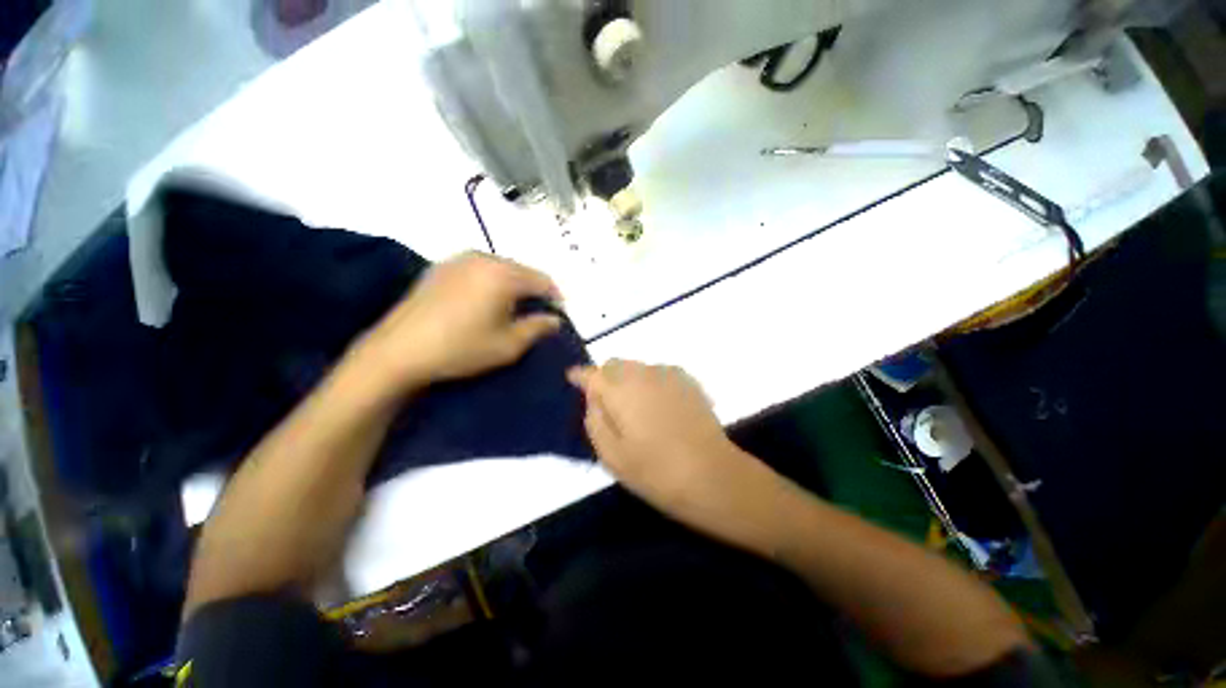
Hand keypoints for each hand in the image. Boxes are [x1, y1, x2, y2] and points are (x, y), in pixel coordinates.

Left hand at [355, 252, 562, 395]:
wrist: (398, 350)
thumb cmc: (460, 348)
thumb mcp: (508, 345)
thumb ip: (537, 328)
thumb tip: (555, 319)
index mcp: (503, 275)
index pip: (543, 280)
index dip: (556, 297)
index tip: (559, 314)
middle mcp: (483, 258)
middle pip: (522, 270)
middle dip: (534, 290)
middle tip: (537, 313)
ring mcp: (458, 259)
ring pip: (500, 267)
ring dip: (513, 284)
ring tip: (512, 308)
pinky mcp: (441, 267)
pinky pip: (478, 268)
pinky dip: (491, 281)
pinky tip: (485, 301)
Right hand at [568, 360, 776, 531]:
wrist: (712, 474)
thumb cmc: (655, 471)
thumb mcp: (611, 454)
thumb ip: (594, 420)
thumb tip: (593, 398)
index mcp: (620, 390)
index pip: (592, 373)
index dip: (580, 376)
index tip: (573, 379)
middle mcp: (642, 373)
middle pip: (614, 364)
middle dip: (604, 377)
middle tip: (605, 402)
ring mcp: (668, 374)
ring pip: (636, 367)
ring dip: (627, 379)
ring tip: (633, 406)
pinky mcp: (687, 380)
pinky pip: (657, 372)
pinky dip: (649, 381)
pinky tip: (657, 405)